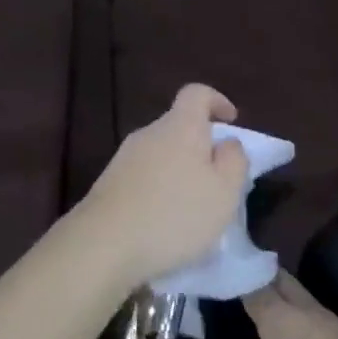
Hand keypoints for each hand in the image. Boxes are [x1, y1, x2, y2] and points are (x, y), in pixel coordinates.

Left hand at [77, 84, 251, 290]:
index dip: (217, 101)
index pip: (197, 93)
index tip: (231, 122)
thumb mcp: (224, 192)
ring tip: (193, 207)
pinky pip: (143, 177)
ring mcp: (124, 158)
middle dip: (200, 146)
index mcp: (180, 127)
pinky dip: (159, 190)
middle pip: (178, 126)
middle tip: (218, 179)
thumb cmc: (175, 215)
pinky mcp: (108, 184)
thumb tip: (227, 142)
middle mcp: (149, 133)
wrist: (103, 245)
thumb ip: (234, 160)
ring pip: (161, 154)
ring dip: (179, 171)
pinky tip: (164, 222)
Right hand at [197, 273, 337, 338]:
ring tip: (248, 318)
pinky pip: (318, 319)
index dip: (231, 277)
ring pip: (302, 299)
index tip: (209, 280)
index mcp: (285, 323)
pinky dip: (297, 320)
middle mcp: (313, 315)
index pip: (253, 282)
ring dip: (278, 301)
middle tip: (224, 296)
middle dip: (254, 280)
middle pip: (280, 282)